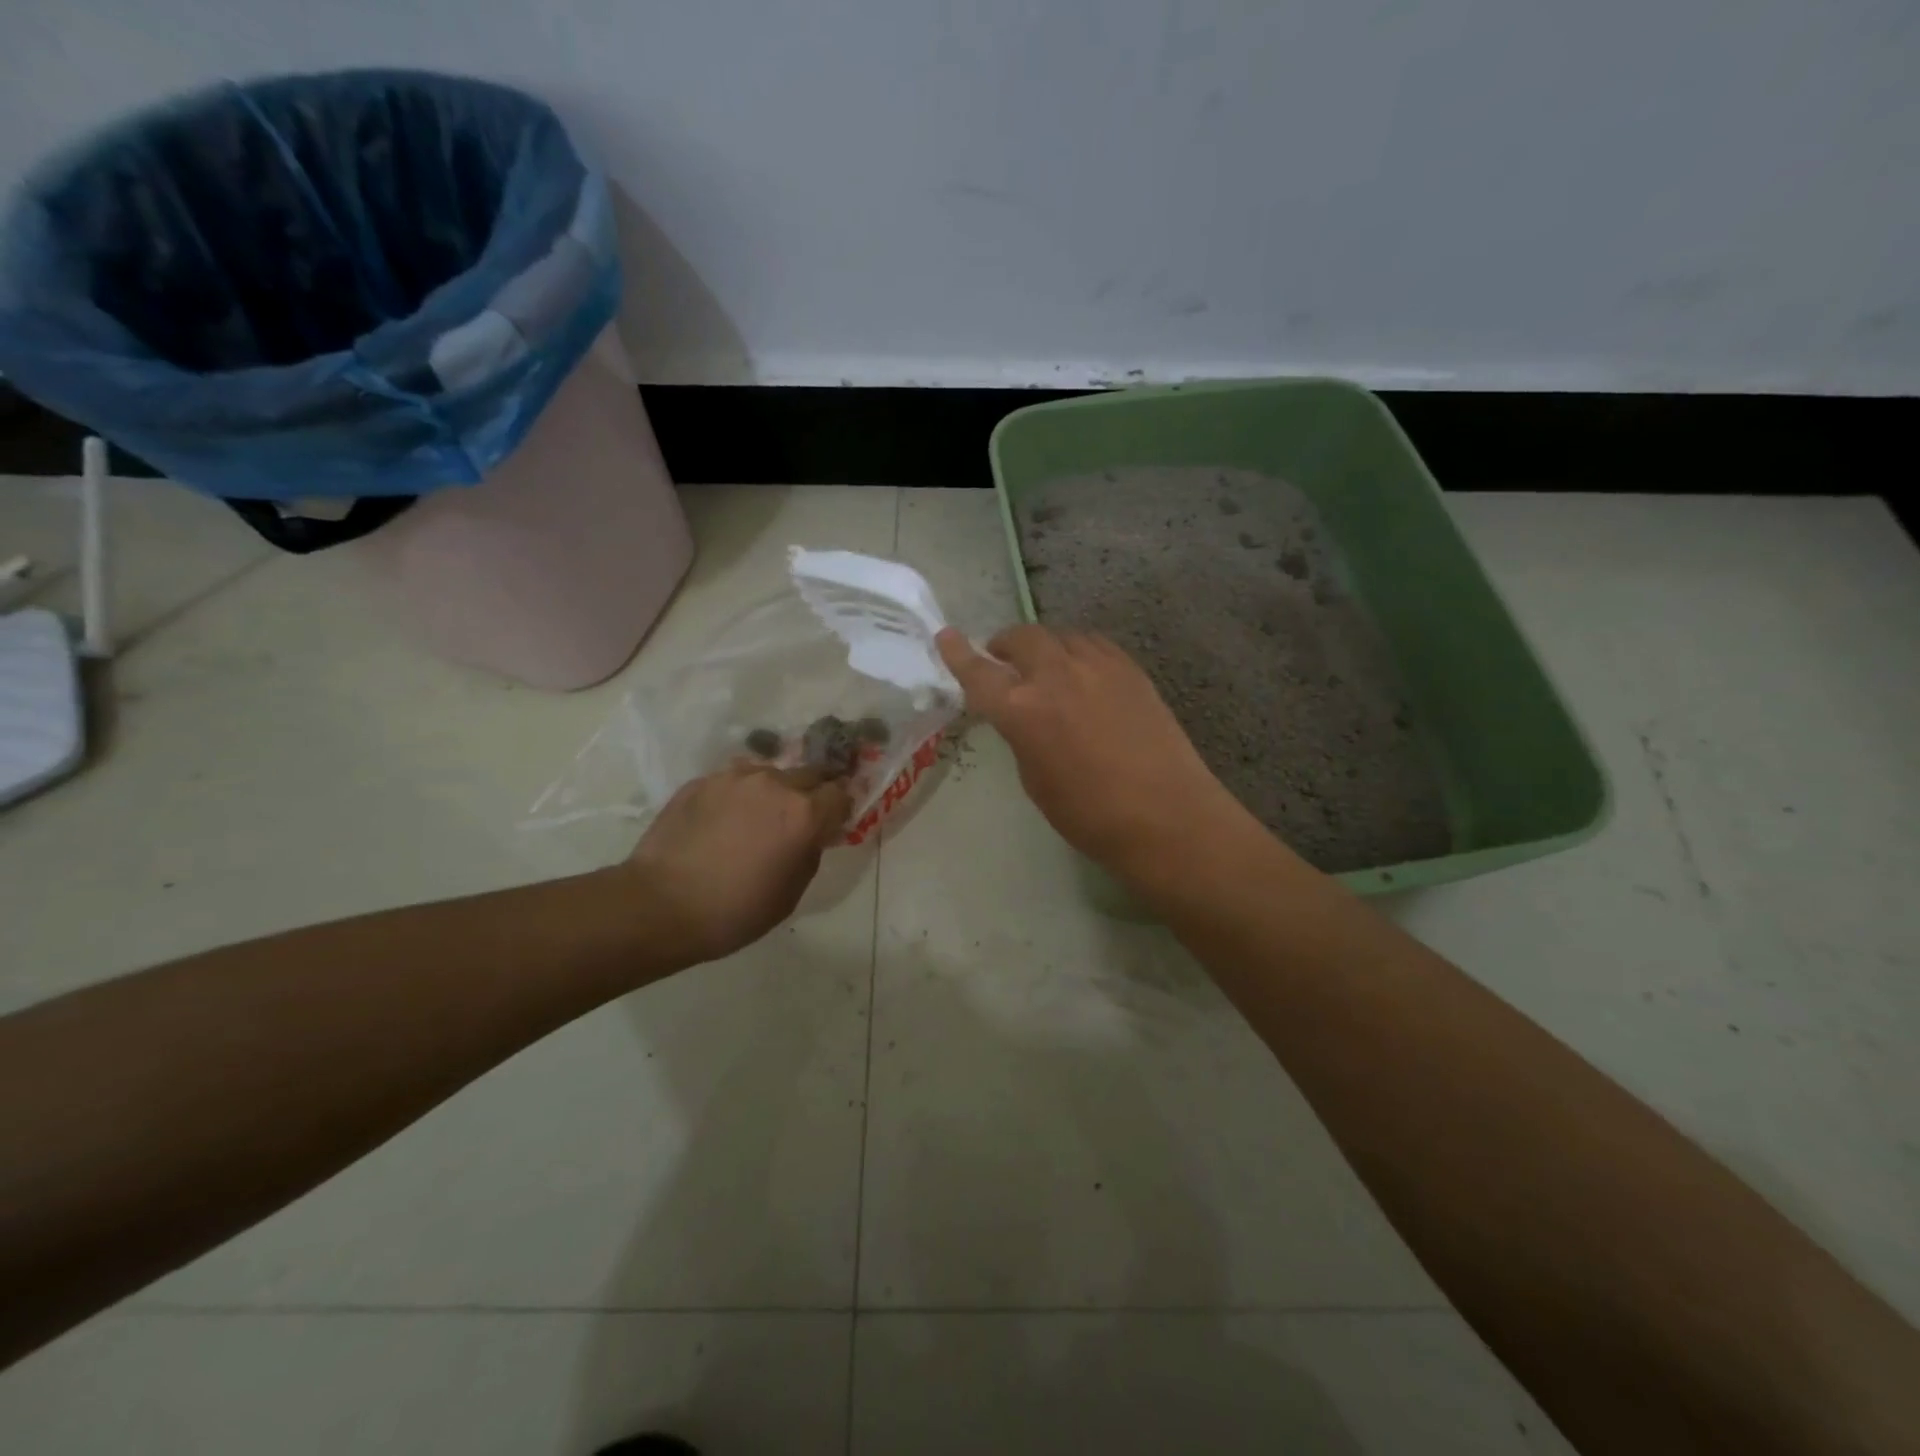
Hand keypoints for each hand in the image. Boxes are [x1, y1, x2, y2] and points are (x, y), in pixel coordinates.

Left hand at [619, 761, 851, 963]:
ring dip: (774, 791)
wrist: (660, 905)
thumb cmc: (735, 911)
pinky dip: (739, 795)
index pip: (841, 793)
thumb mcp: (791, 892)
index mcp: (804, 814)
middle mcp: (774, 784)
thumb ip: (810, 852)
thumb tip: (812, 835)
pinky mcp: (701, 781)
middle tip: (800, 818)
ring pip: (770, 774)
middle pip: (810, 774)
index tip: (835, 820)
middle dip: (812, 793)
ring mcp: (735, 778)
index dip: (842, 806)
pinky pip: (734, 781)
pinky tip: (724, 820)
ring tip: (757, 817)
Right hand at [936, 625, 1251, 883]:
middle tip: (1001, 658)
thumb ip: (1022, 736)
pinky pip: (1093, 645)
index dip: (958, 654)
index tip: (946, 636)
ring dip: (1044, 647)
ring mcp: (1098, 666)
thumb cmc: (1090, 815)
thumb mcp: (1035, 780)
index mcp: (1023, 710)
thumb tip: (1024, 717)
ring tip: (1045, 666)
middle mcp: (1056, 676)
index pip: (979, 672)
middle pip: (1022, 639)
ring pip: (1060, 636)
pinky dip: (1077, 651)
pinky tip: (1083, 672)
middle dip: (1005, 645)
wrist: (1166, 816)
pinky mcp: (1130, 669)